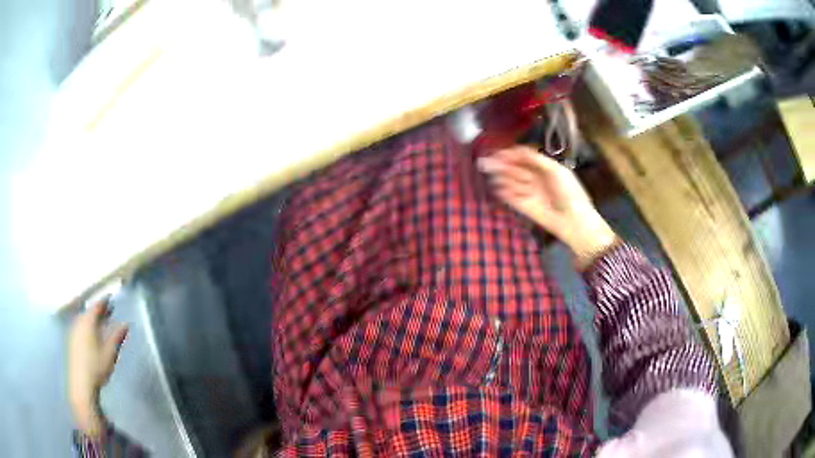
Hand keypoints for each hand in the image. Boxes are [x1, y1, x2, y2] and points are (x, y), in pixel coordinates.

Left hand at [68, 299, 128, 437]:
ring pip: (83, 319)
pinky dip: (87, 326)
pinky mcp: (71, 341)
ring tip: (100, 324)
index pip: (96, 306)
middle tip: (107, 312)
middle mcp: (79, 322)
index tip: (110, 299)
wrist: (81, 384)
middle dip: (98, 311)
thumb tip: (125, 324)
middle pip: (89, 311)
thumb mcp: (109, 354)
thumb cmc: (96, 368)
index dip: (104, 302)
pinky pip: (80, 326)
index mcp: (88, 322)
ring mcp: (73, 331)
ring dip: (92, 319)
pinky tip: (91, 335)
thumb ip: (116, 337)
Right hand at [478, 146, 617, 269]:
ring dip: (502, 177)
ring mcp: (529, 192)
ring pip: (511, 181)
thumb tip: (516, 150)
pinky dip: (503, 193)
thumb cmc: (569, 193)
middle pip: (515, 168)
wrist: (573, 221)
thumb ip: (535, 159)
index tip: (497, 153)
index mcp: (544, 167)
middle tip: (486, 163)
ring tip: (493, 175)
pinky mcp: (524, 206)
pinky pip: (510, 197)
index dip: (510, 154)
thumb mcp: (555, 170)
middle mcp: (535, 178)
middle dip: (501, 164)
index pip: (523, 156)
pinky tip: (497, 188)